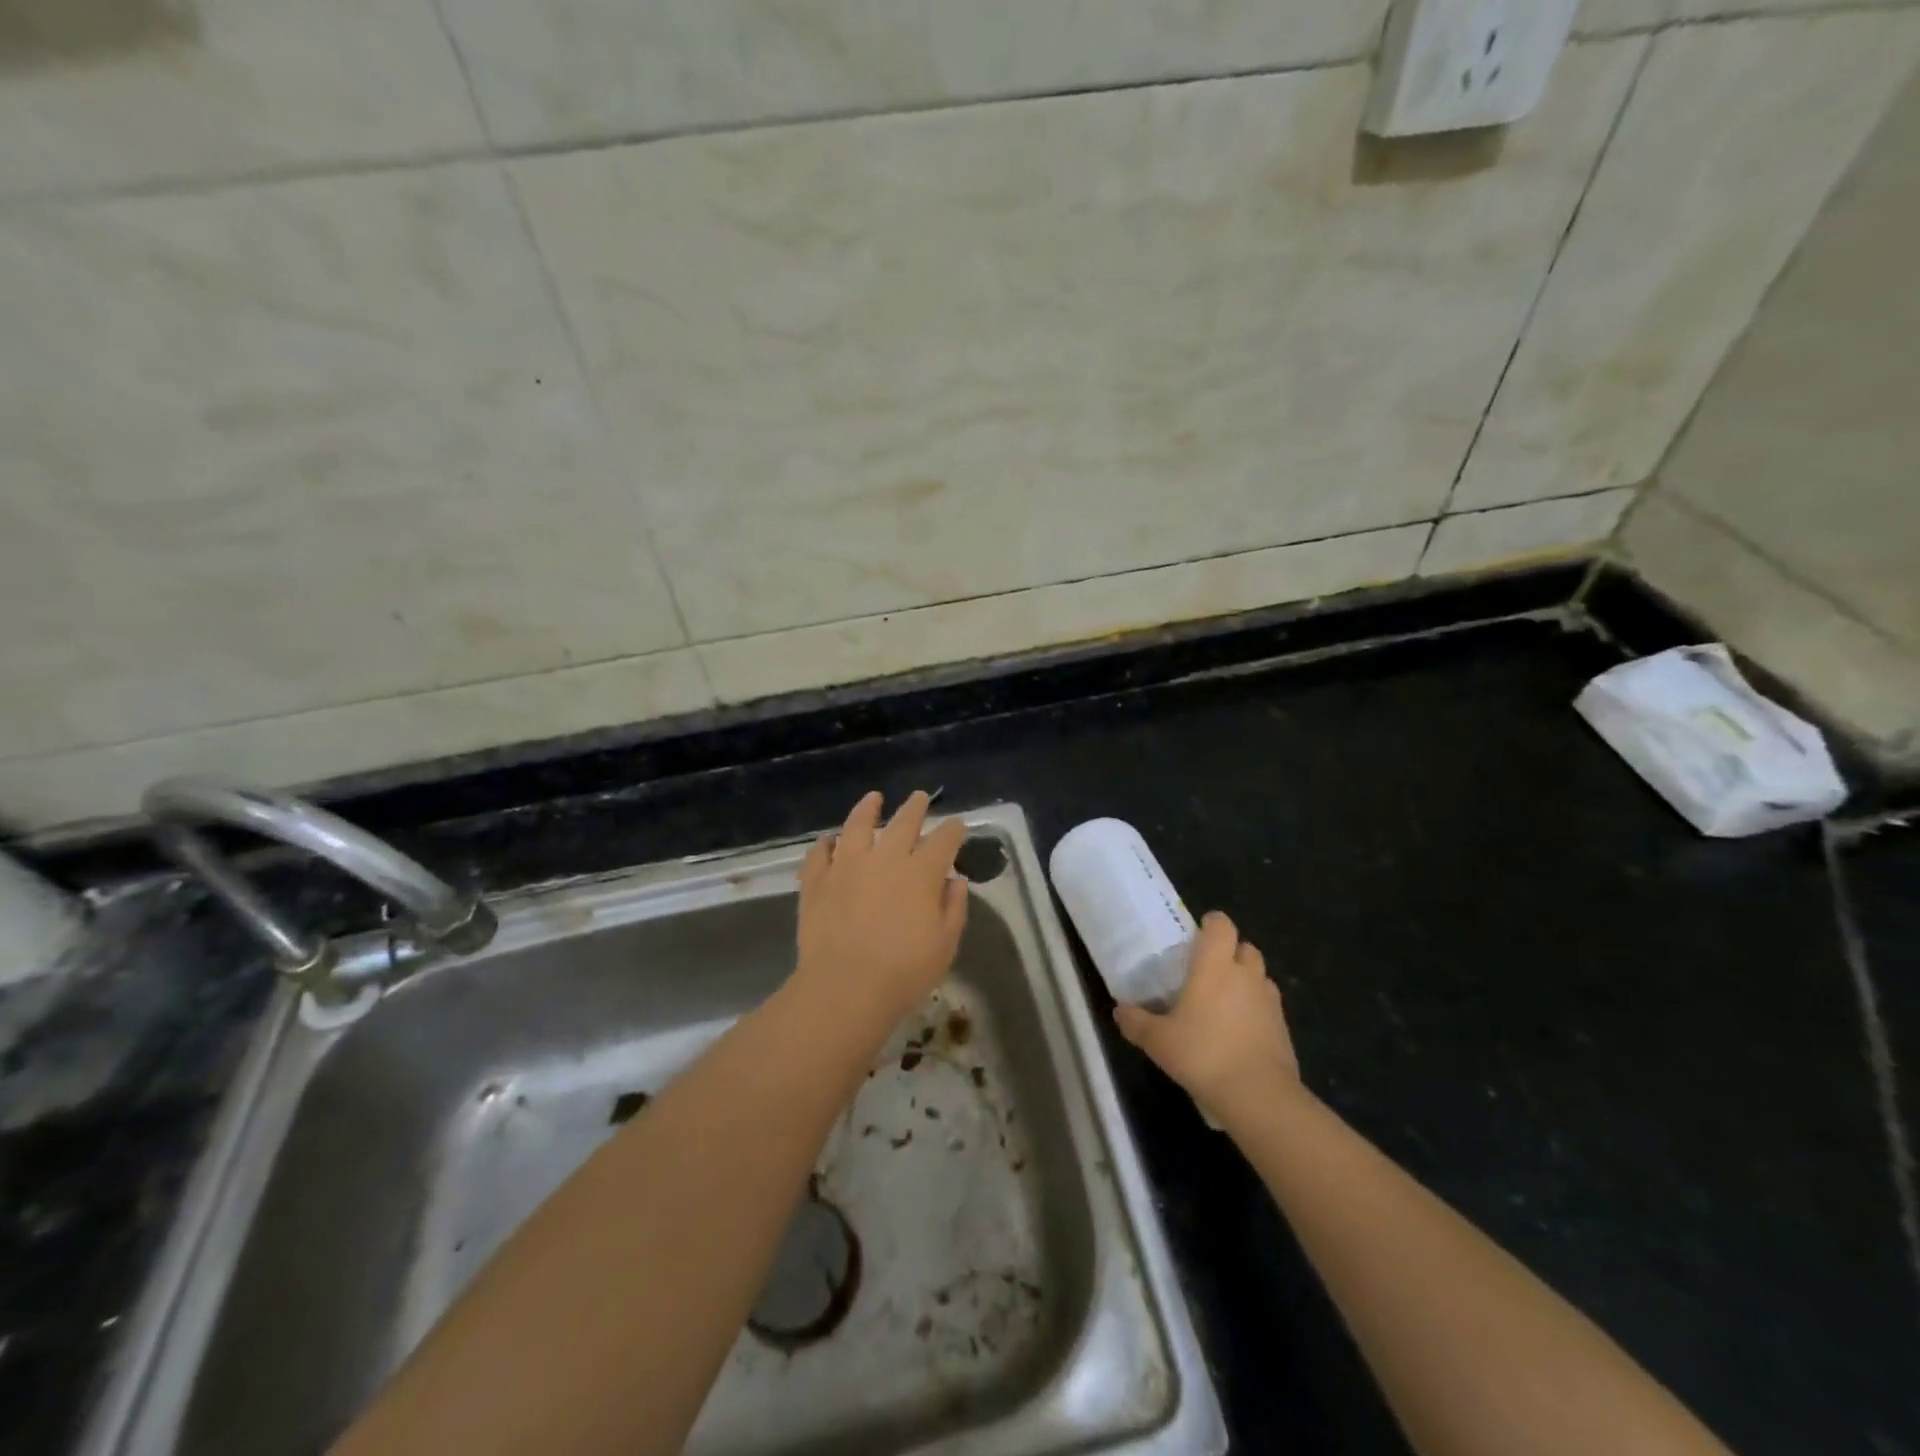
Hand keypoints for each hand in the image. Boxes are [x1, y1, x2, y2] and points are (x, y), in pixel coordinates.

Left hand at [793, 791, 969, 1033]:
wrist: (845, 988)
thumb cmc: (904, 972)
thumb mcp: (945, 945)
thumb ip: (953, 908)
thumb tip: (956, 881)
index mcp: (921, 873)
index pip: (943, 841)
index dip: (953, 830)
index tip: (957, 825)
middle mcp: (885, 859)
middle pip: (903, 823)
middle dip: (915, 808)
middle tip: (919, 797)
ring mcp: (846, 866)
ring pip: (857, 826)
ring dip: (868, 809)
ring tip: (873, 798)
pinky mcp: (817, 881)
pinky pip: (819, 853)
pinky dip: (825, 844)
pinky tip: (828, 840)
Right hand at [1114, 911, 1298, 1122]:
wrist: (1258, 1096)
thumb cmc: (1203, 1054)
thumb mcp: (1158, 1041)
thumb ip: (1136, 1022)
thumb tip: (1119, 1010)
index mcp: (1215, 966)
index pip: (1221, 925)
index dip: (1211, 924)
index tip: (1196, 936)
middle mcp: (1246, 975)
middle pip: (1245, 947)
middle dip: (1230, 953)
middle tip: (1207, 971)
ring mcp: (1269, 1001)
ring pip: (1260, 976)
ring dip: (1246, 981)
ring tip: (1223, 1002)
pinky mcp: (1283, 1028)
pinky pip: (1269, 1006)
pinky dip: (1256, 1010)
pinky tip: (1239, 1032)